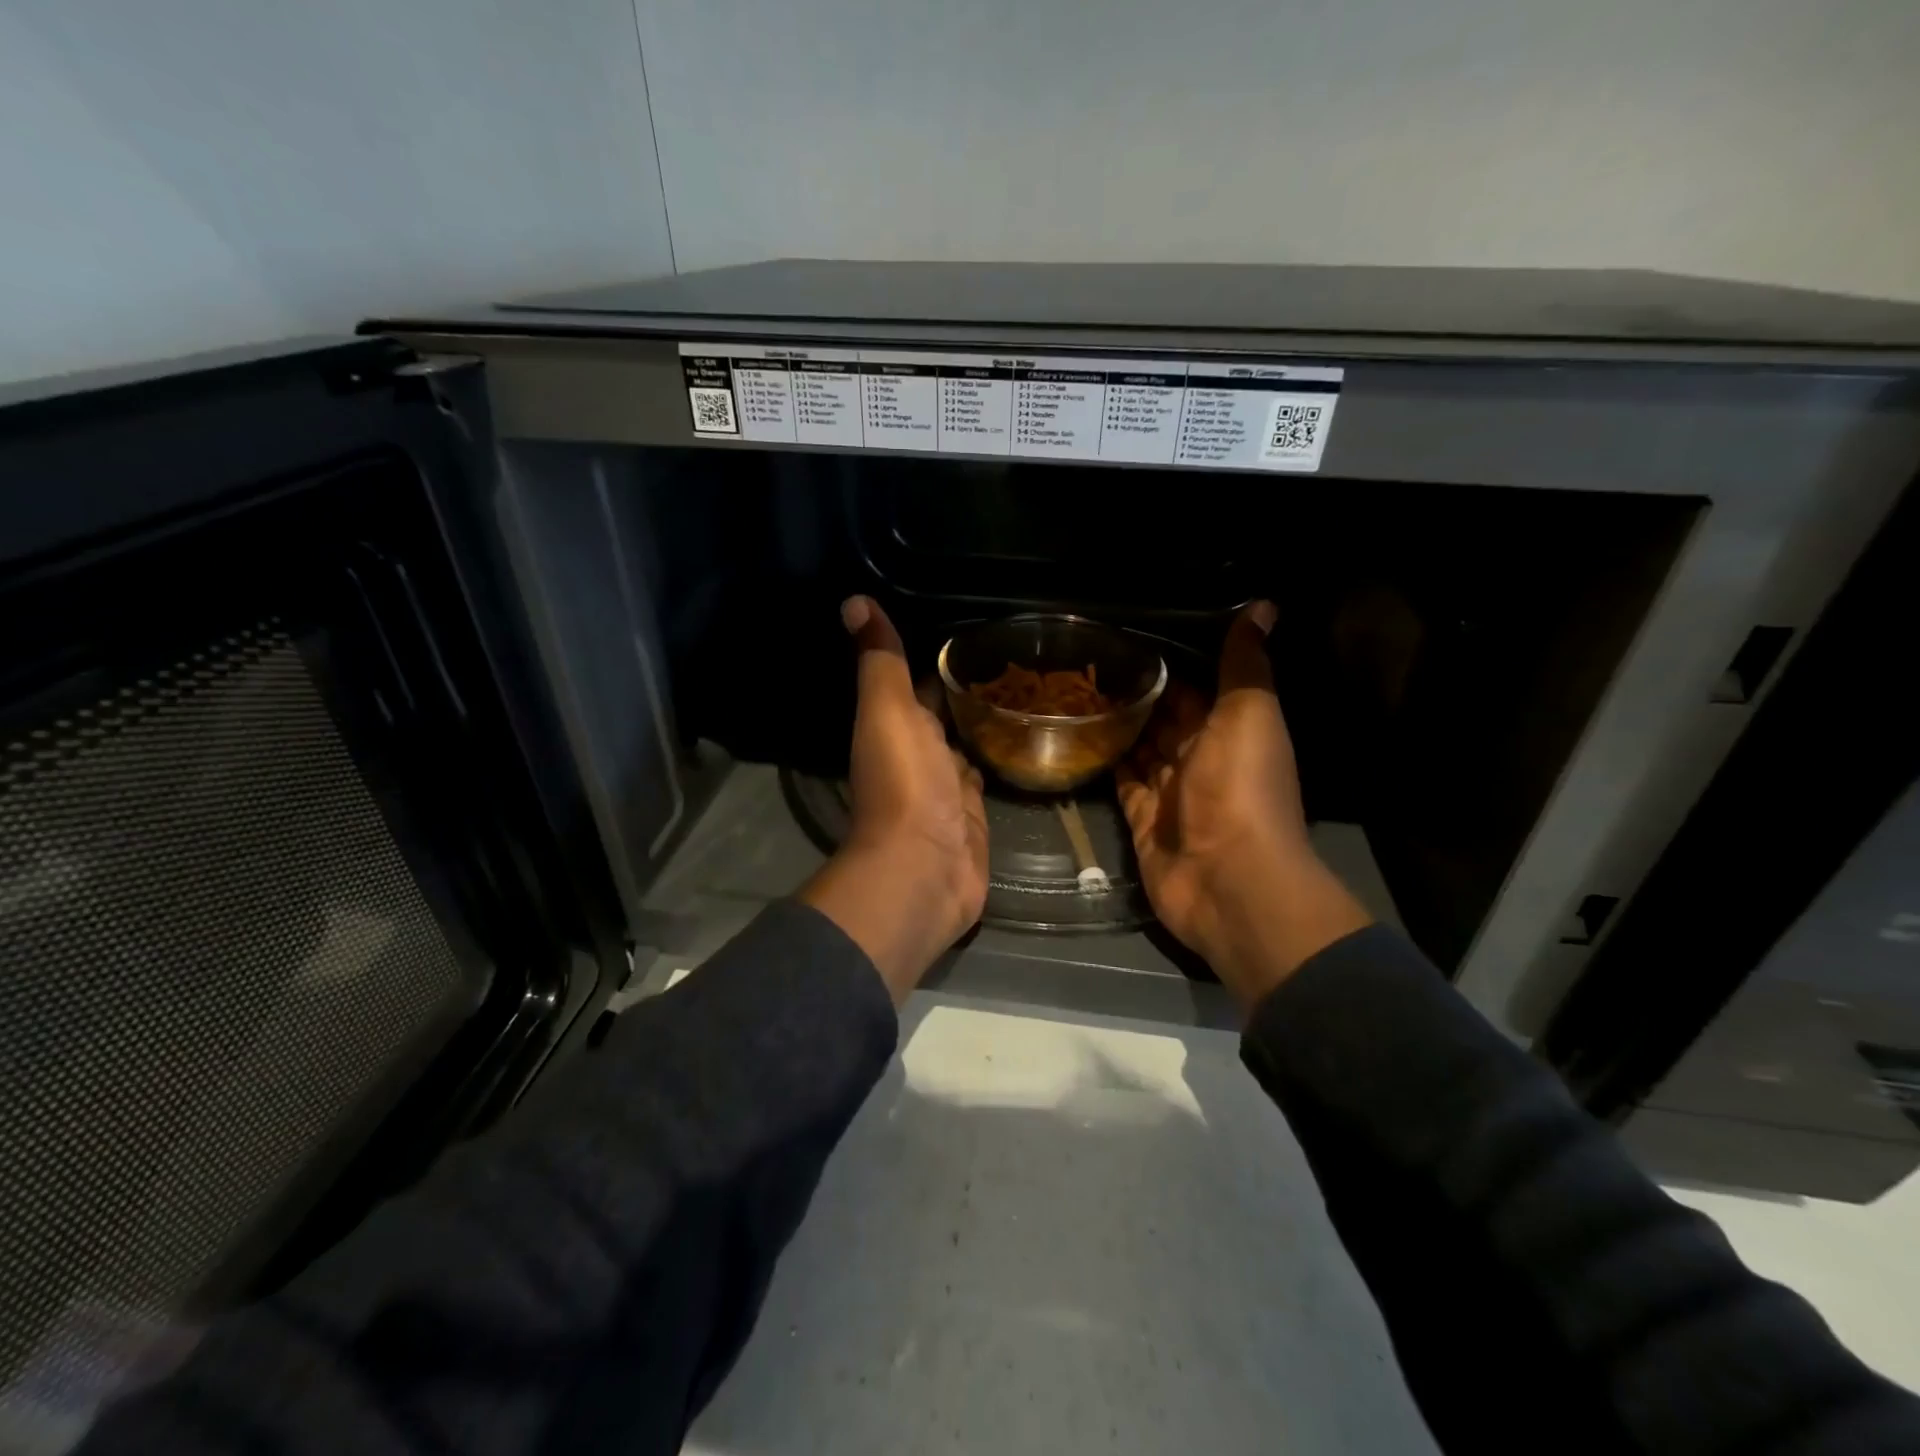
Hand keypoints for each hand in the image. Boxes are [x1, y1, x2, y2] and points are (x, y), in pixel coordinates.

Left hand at [799, 596, 988, 1003]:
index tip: (968, 627)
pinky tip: (1024, 739)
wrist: (924, 870)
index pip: (916, 682)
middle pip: (942, 714)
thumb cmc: (904, 784)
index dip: (935, 657)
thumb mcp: (888, 712)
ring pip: (965, 746)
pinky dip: (998, 760)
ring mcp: (947, 788)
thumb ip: (880, 662)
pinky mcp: (974, 817)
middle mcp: (919, 753)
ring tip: (1023, 686)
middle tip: (1008, 652)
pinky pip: (986, 779)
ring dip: (983, 723)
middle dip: (966, 688)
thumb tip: (854, 601)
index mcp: (895, 726)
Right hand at [1116, 601, 1370, 1010]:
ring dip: (1119, 727)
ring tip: (1076, 694)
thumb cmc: (1240, 788)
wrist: (1228, 878)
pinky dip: (1107, 764)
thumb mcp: (1249, 713)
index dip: (1170, 665)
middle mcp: (1201, 760)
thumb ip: (1246, 662)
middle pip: (1166, 721)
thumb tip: (1263, 604)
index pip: (1197, 690)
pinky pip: (1122, 786)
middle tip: (1089, 664)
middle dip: (1138, 695)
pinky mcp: (1143, 822)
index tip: (1129, 638)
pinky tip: (1079, 739)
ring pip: (1141, 751)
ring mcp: (1170, 794)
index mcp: (1230, 731)